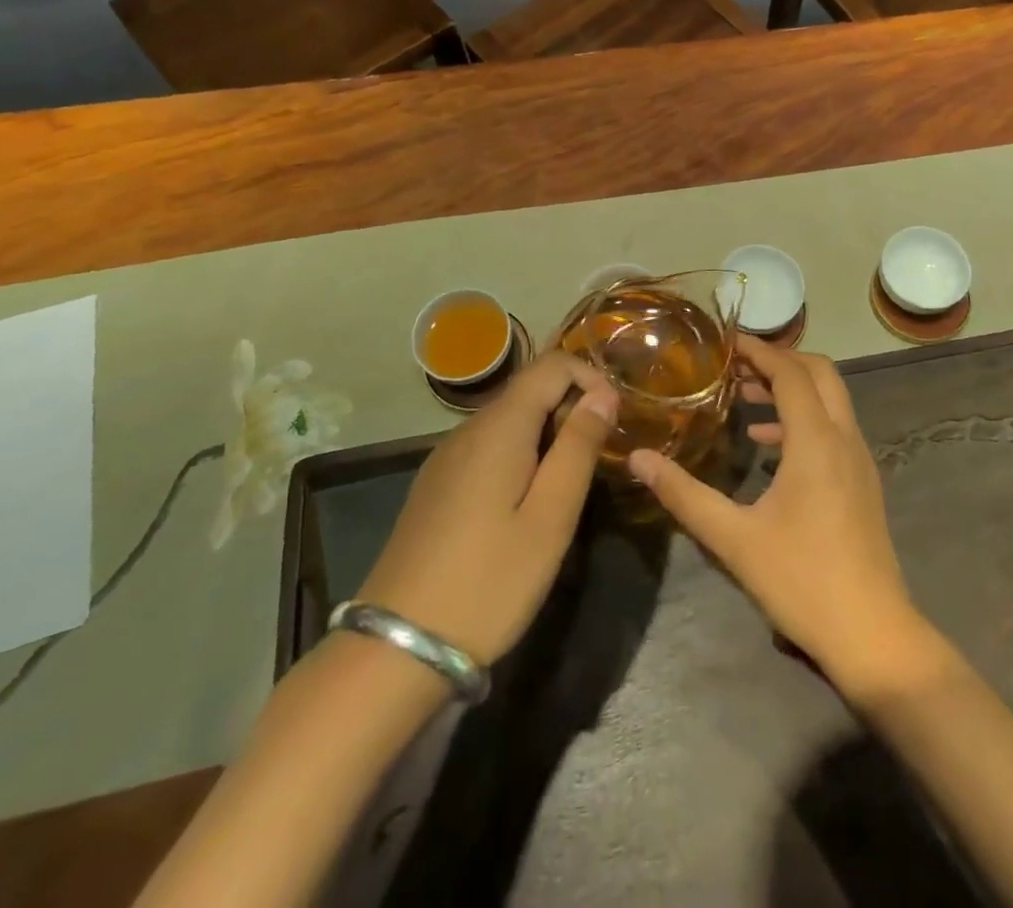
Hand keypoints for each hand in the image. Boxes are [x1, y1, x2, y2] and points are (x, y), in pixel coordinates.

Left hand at [359, 352, 617, 665]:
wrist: (396, 649)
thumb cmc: (489, 581)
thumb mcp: (551, 517)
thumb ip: (579, 447)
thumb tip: (603, 394)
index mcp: (499, 427)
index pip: (552, 364)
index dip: (591, 378)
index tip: (615, 419)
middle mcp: (468, 430)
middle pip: (530, 389)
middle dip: (572, 408)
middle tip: (598, 460)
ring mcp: (446, 458)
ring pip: (510, 420)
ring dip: (548, 434)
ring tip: (569, 485)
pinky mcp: (436, 486)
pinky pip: (489, 447)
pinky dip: (521, 454)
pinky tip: (527, 503)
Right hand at [626, 335, 926, 696]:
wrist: (872, 634)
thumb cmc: (802, 580)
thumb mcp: (734, 538)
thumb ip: (685, 494)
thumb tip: (640, 459)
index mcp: (816, 440)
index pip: (790, 373)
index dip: (759, 350)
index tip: (726, 341)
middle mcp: (844, 438)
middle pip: (819, 373)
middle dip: (779, 361)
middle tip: (736, 367)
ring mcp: (860, 460)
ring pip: (830, 400)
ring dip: (792, 390)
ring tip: (746, 401)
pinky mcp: (863, 482)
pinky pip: (834, 428)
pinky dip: (804, 420)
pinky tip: (770, 448)